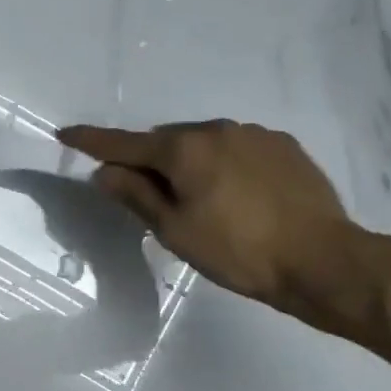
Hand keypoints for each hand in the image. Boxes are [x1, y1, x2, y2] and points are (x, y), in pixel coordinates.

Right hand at [59, 120, 355, 318]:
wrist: (324, 260)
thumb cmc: (239, 251)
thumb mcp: (176, 231)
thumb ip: (136, 195)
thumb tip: (104, 172)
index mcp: (183, 149)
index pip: (124, 143)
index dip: (91, 141)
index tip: (65, 133)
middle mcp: (216, 129)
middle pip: (166, 141)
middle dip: (151, 160)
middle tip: (152, 196)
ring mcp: (253, 134)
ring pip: (204, 143)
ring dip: (191, 162)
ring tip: (203, 200)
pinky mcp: (284, 146)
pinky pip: (238, 148)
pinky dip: (225, 164)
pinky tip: (240, 195)